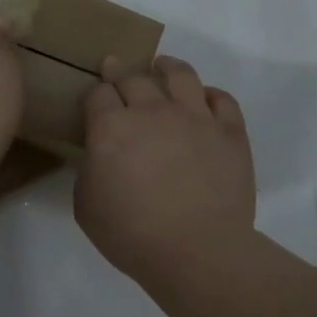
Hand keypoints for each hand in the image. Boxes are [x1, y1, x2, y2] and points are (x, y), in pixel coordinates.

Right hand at [74, 56, 255, 287]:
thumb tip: (101, 156)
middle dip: (122, 72)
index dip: (95, 93)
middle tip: (118, 69)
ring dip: (168, 67)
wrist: (197, 251)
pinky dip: (211, 95)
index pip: (98, 93)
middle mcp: (152, 111)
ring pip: (181, 75)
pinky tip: (205, 98)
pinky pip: (223, 100)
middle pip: (135, 78)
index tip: (96, 97)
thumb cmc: (132, 234)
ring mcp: (195, 117)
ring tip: (163, 65)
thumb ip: (89, 170)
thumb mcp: (86, 206)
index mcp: (111, 127)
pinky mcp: (230, 132)